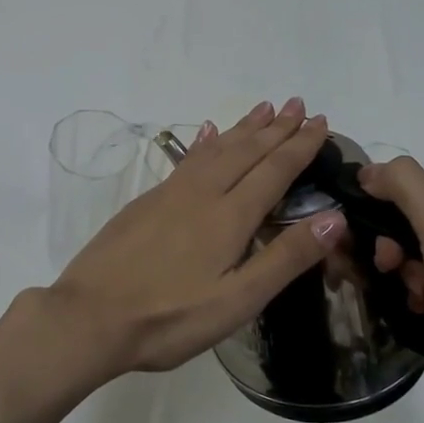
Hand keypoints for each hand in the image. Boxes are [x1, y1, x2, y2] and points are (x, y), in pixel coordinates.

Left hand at [42, 98, 344, 384]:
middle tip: (297, 104)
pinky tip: (205, 134)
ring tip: (262, 109)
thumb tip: (334, 217)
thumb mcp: (237, 301)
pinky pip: (186, 159)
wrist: (90, 317)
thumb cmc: (169, 318)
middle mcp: (201, 194)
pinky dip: (204, 142)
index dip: (299, 146)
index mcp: (228, 217)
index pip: (274, 170)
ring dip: (242, 128)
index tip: (321, 122)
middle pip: (245, 151)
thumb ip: (284, 258)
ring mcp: (169, 195)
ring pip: (214, 149)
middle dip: (275, 127)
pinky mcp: (145, 202)